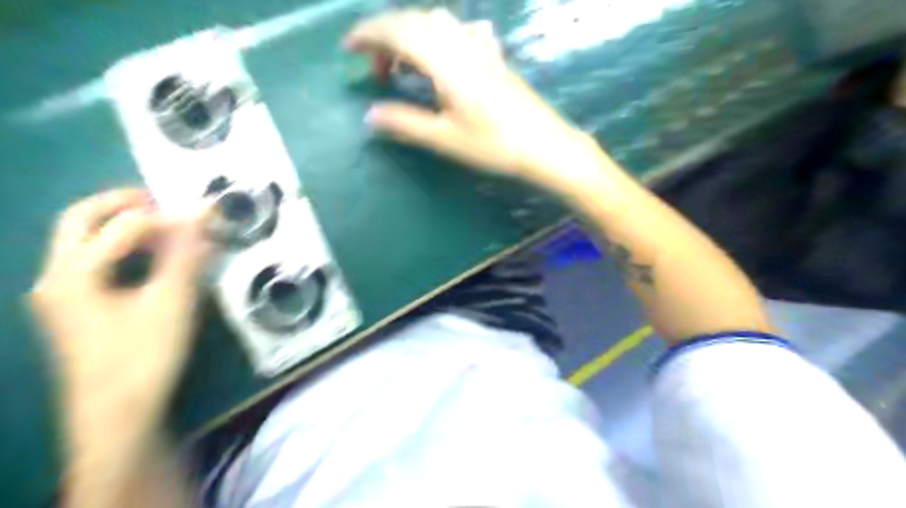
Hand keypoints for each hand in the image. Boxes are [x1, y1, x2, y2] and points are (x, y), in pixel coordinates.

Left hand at [29, 187, 209, 424]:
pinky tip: (150, 259)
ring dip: (121, 225)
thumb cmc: (144, 356)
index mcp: (73, 274)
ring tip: (164, 226)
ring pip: (83, 242)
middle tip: (163, 199)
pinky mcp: (75, 310)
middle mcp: (55, 278)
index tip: (205, 219)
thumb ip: (186, 253)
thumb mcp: (171, 302)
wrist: (117, 415)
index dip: (166, 218)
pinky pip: (93, 263)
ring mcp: (61, 296)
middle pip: (79, 221)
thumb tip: (203, 211)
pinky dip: (121, 249)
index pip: (121, 226)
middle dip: (122, 203)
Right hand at [347, 9, 606, 195]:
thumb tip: (370, 116)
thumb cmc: (494, 144)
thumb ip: (405, 123)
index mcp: (445, 60)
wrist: (544, 145)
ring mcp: (481, 48)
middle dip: (385, 38)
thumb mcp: (444, 138)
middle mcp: (461, 44)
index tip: (347, 48)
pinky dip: (440, 38)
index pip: (398, 31)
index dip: (368, 35)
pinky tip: (444, 56)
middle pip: (414, 22)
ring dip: (412, 37)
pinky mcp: (494, 58)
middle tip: (374, 69)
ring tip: (403, 67)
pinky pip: (461, 33)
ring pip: (437, 24)